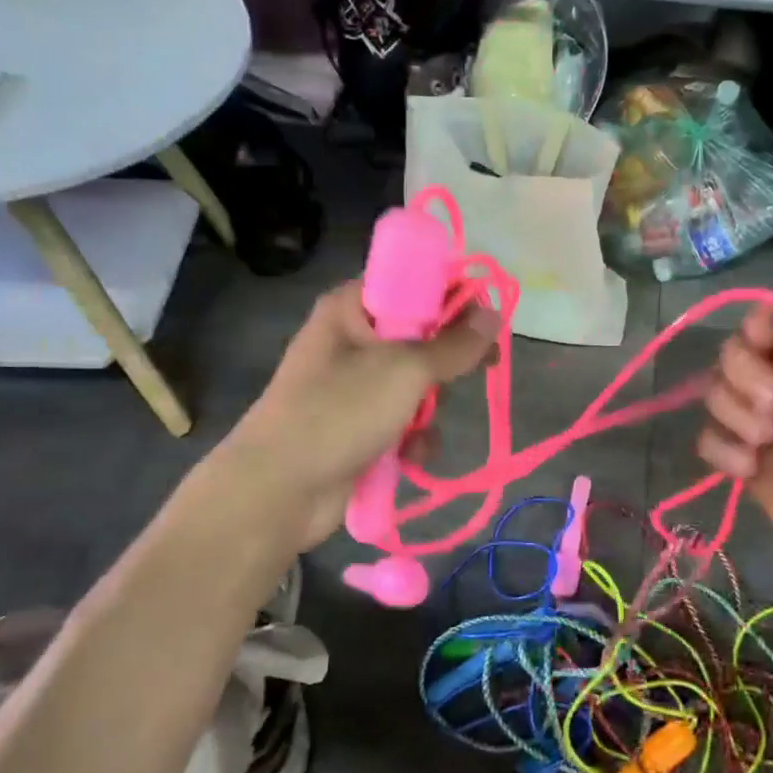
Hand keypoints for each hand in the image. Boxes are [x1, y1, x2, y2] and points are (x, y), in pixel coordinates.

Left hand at [212, 282, 496, 549]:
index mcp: (353, 308)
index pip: (413, 282)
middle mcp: (353, 340)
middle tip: (483, 366)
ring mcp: (355, 386)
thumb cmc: (339, 413)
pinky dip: (414, 437)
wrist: (278, 490)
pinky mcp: (360, 426)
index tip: (488, 316)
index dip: (452, 295)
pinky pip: (406, 420)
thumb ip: (454, 344)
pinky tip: (411, 455)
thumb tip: (494, 313)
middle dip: (446, 361)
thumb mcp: (405, 370)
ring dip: (431, 408)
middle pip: (421, 335)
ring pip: (419, 383)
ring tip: (421, 425)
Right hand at [697, 307, 772, 635]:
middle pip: (737, 354)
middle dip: (742, 367)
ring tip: (766, 438)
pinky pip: (711, 444)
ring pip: (717, 395)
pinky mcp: (755, 476)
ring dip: (730, 406)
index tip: (765, 336)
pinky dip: (720, 447)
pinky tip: (750, 468)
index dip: (763, 322)